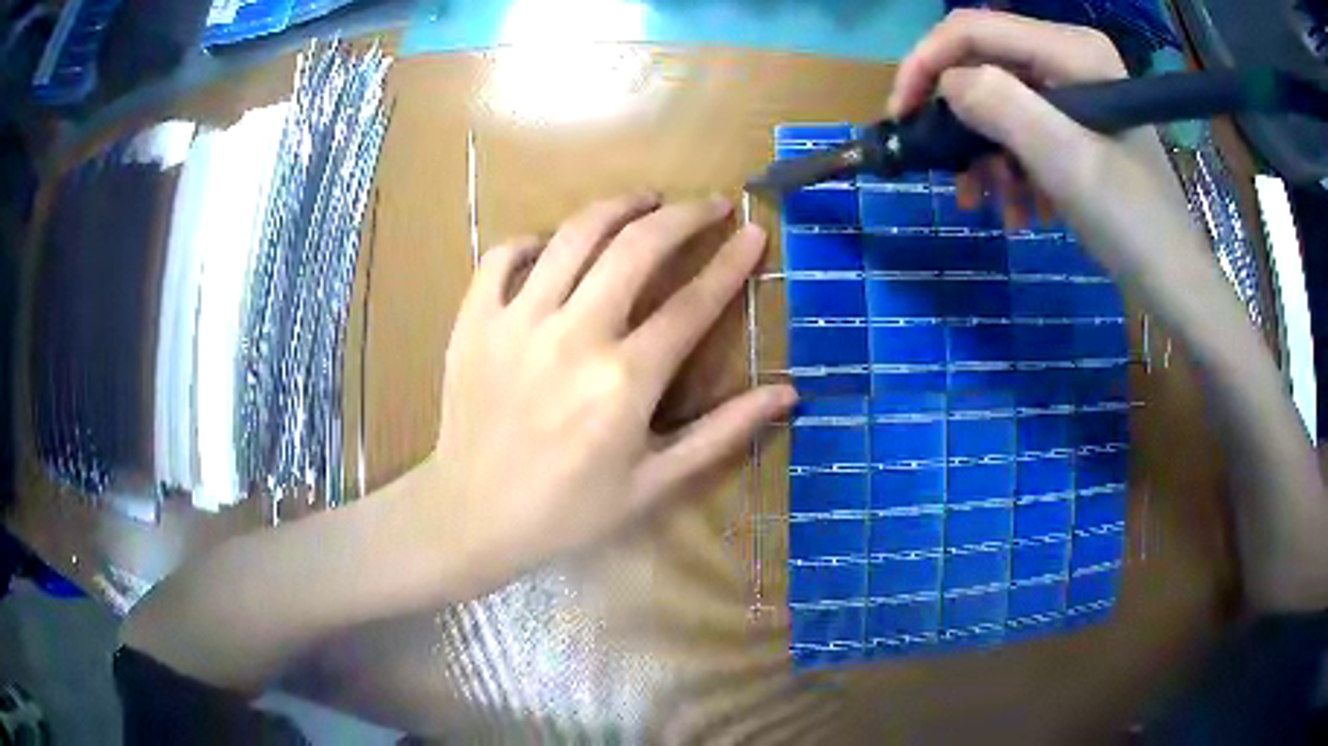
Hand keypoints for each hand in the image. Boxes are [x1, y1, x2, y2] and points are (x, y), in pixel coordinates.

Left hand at [433, 193, 796, 595]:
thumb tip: (788, 392)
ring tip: (644, 200)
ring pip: (574, 235)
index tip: (755, 232)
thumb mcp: (654, 482)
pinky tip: (552, 246)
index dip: (732, 262)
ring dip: (617, 207)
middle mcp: (573, 336)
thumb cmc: (569, 510)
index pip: (693, 303)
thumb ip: (722, 433)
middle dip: (684, 215)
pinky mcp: (474, 321)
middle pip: (637, 248)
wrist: (472, 517)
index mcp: (624, 381)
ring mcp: (516, 321)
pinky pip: (503, 256)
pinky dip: (533, 240)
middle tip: (710, 204)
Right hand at [888, 9, 1201, 280]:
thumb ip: (1001, 105)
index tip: (901, 115)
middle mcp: (1070, 56)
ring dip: (988, 154)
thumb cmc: (1130, 222)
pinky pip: (1025, 129)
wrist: (1174, 280)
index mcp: (1072, 50)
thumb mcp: (1065, 161)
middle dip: (963, 120)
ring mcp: (1076, 89)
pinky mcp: (1078, 121)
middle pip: (987, 65)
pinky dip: (1013, 167)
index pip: (975, 29)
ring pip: (1002, 102)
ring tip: (992, 205)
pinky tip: (1022, 208)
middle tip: (950, 172)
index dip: (927, 63)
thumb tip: (947, 84)